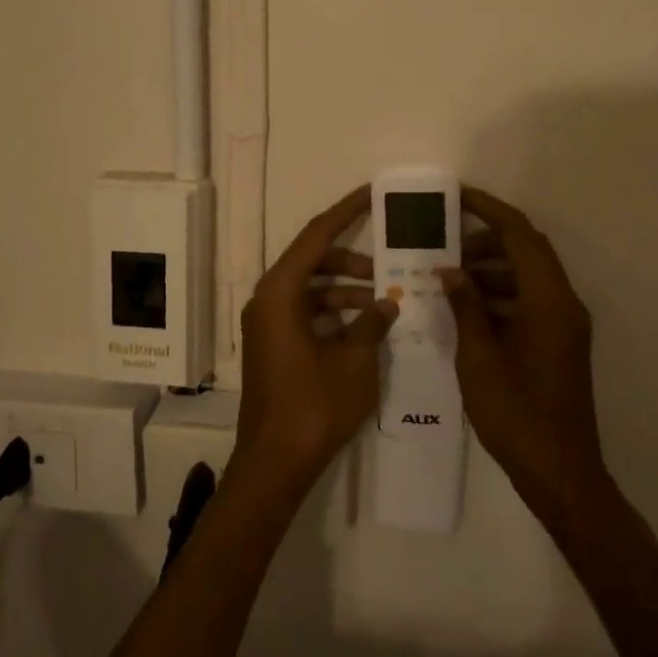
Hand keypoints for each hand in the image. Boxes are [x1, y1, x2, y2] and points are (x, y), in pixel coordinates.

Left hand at [232, 186, 397, 496]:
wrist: (275, 462)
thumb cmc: (314, 406)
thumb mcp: (355, 362)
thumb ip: (372, 324)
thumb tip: (387, 303)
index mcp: (280, 293)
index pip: (316, 236)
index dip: (346, 211)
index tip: (372, 194)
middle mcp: (268, 300)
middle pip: (312, 261)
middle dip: (352, 260)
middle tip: (389, 264)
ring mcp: (268, 324)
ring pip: (311, 289)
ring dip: (346, 291)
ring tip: (386, 302)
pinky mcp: (274, 345)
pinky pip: (306, 313)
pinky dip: (334, 313)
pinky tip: (366, 327)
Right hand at [442, 184, 608, 511]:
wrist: (560, 470)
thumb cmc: (516, 412)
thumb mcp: (480, 357)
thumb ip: (466, 307)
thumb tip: (449, 270)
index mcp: (548, 300)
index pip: (520, 235)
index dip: (489, 210)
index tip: (457, 197)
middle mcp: (563, 303)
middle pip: (527, 251)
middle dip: (486, 241)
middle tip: (445, 247)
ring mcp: (564, 325)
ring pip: (528, 277)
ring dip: (491, 270)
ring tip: (449, 279)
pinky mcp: (559, 343)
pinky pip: (530, 301)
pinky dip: (500, 295)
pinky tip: (467, 310)